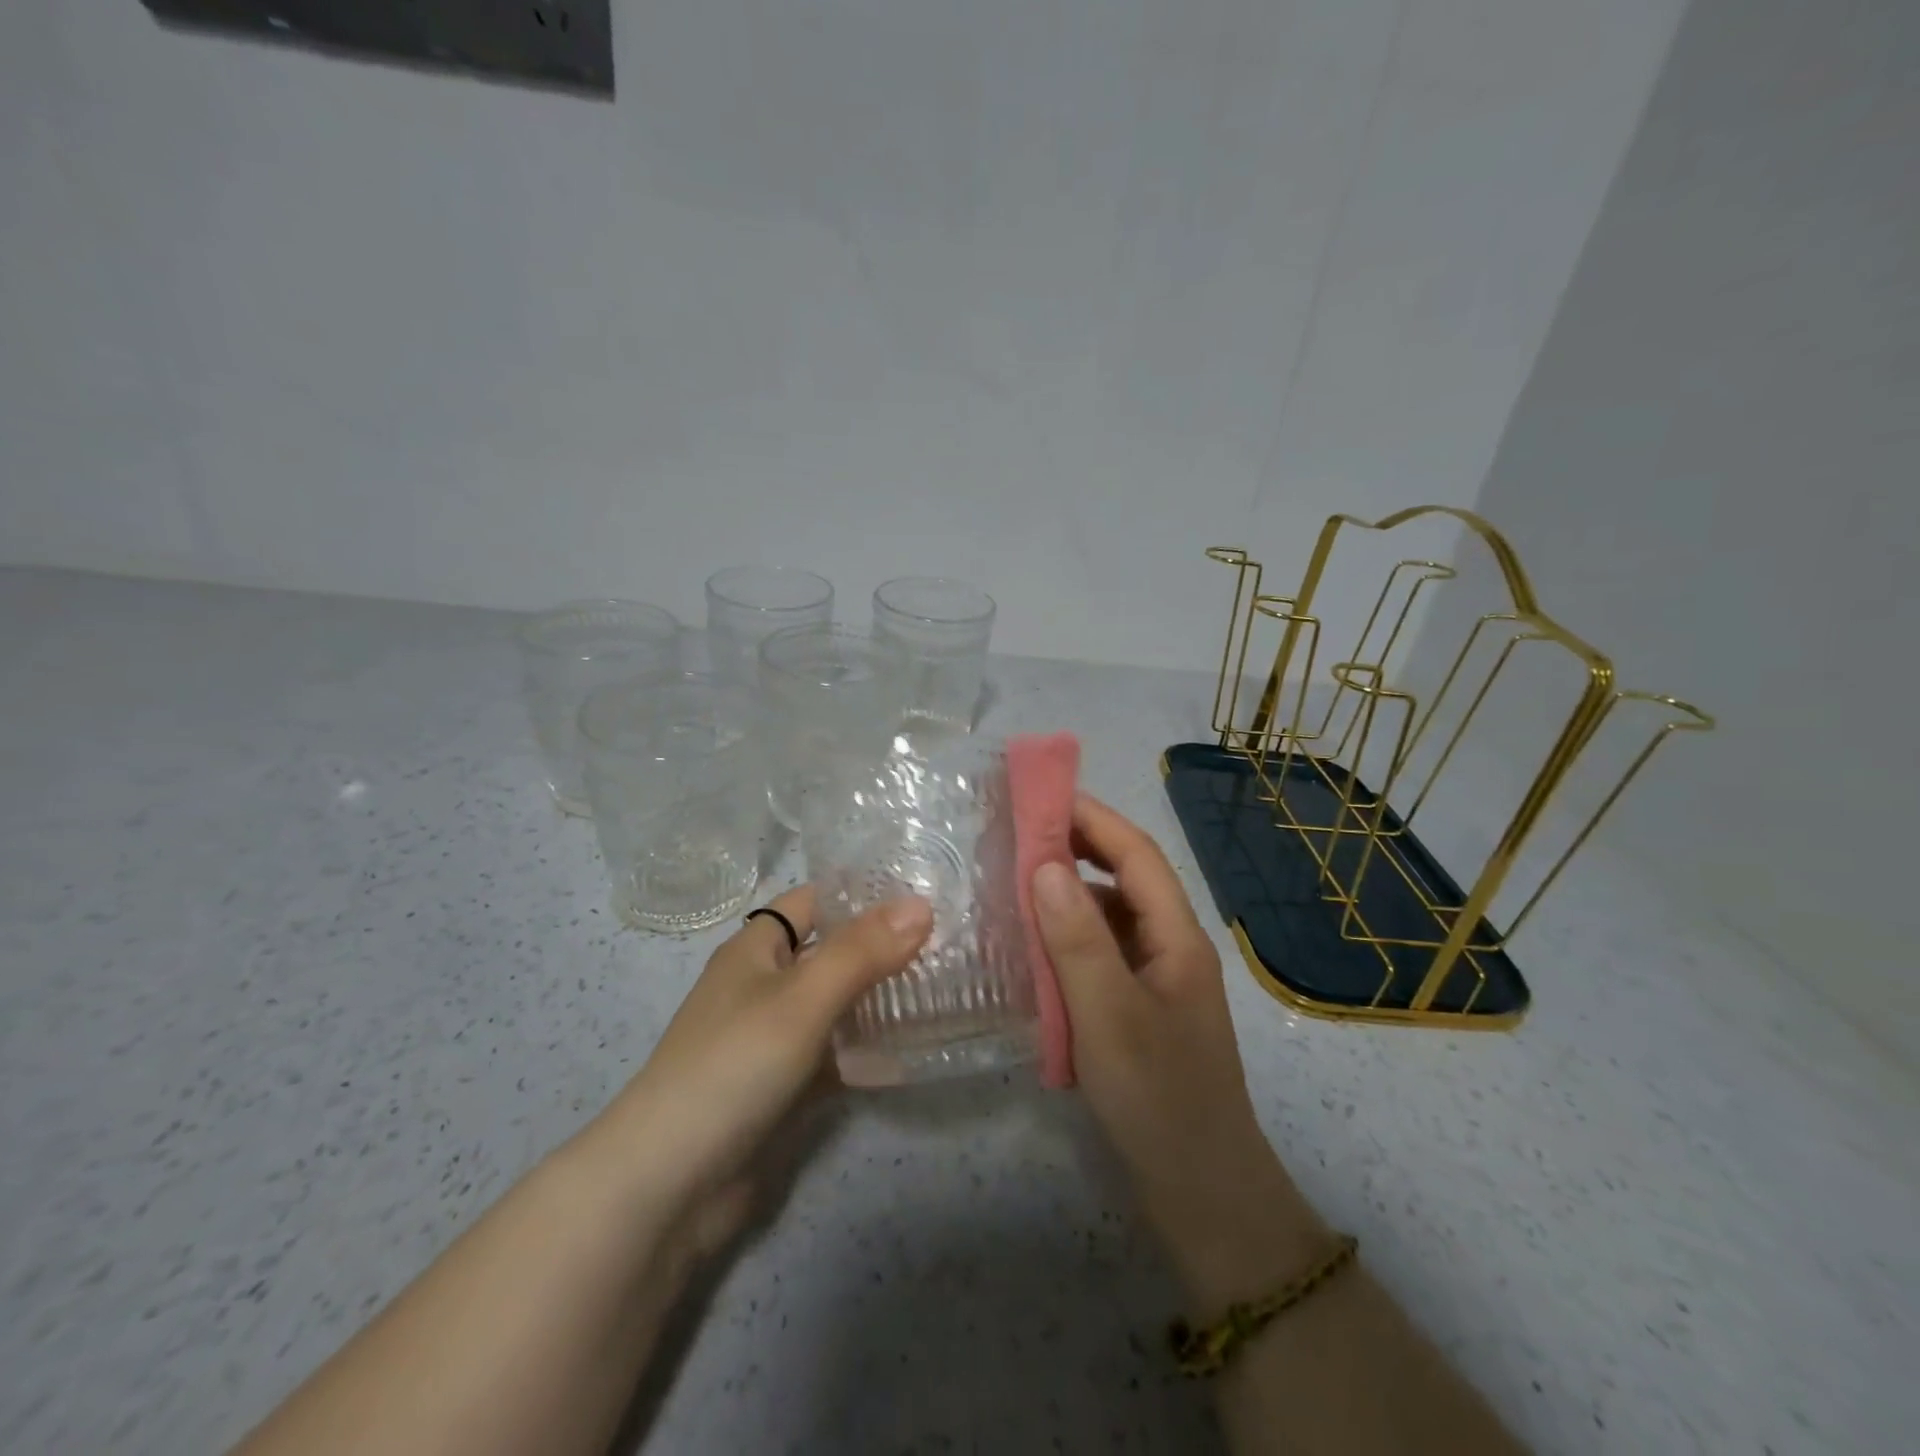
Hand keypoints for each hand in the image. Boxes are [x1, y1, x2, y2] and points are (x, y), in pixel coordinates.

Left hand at [582, 886, 932, 1267]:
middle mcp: (764, 987)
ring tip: (944, 989)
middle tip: (948, 942)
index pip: (813, 902)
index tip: (921, 893)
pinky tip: (915, 1052)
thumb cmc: (733, 1065)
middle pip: (830, 954)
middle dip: (882, 948)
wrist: (669, 1184)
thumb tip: (921, 904)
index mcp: (756, 950)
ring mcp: (773, 1040)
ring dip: (880, 1000)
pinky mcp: (783, 1089)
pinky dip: (867, 1053)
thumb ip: (862, 951)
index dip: (861, 894)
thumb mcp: (802, 998)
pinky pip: (834, 1057)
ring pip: (836, 1007)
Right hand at [1031, 796, 1327, 1306]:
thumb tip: (1044, 864)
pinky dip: (1067, 938)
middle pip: (1126, 878)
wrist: (1201, 1195)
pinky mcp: (1137, 1009)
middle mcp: (1170, 947)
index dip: (1092, 818)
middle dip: (1078, 846)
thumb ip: (1077, 939)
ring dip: (1068, 893)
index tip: (1039, 795)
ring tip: (1014, 882)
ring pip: (1110, 916)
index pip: (1136, 854)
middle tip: (1018, 832)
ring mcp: (1155, 979)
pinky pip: (1100, 954)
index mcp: (1177, 937)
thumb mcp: (1110, 1016)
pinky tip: (1033, 947)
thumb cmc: (1159, 1100)